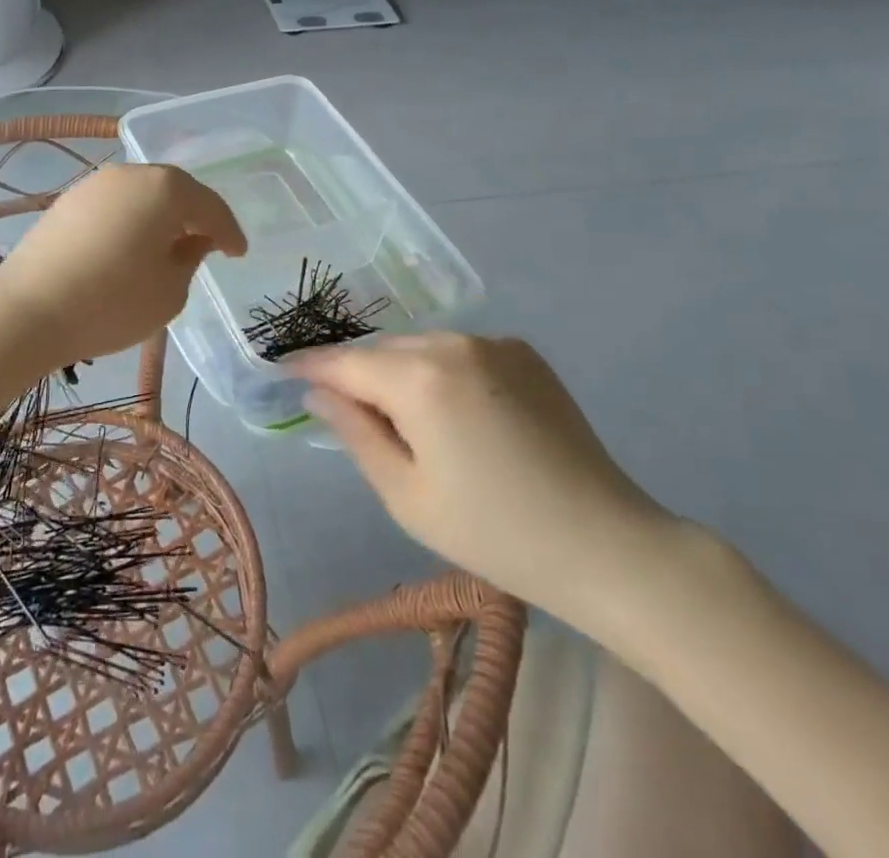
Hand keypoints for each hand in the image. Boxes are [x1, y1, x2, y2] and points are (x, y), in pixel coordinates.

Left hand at [0, 164, 246, 364]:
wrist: (27, 311)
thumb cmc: (111, 302)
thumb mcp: (169, 291)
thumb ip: (191, 259)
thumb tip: (193, 240)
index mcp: (165, 188)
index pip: (209, 206)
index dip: (228, 232)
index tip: (238, 253)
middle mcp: (130, 174)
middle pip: (174, 190)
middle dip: (194, 216)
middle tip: (208, 243)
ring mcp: (94, 184)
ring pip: (142, 194)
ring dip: (160, 216)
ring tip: (169, 245)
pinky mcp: (67, 201)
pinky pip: (114, 205)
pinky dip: (130, 220)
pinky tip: (130, 245)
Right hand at [294, 333, 679, 627]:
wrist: (607, 545)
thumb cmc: (494, 532)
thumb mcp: (406, 495)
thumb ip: (354, 432)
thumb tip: (317, 393)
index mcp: (419, 378)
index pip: (344, 362)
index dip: (308, 366)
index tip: (280, 370)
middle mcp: (453, 343)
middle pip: (382, 352)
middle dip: (357, 375)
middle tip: (347, 414)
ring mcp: (494, 342)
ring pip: (420, 348)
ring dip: (400, 373)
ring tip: (406, 421)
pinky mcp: (524, 353)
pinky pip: (460, 352)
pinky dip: (441, 372)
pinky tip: (456, 414)